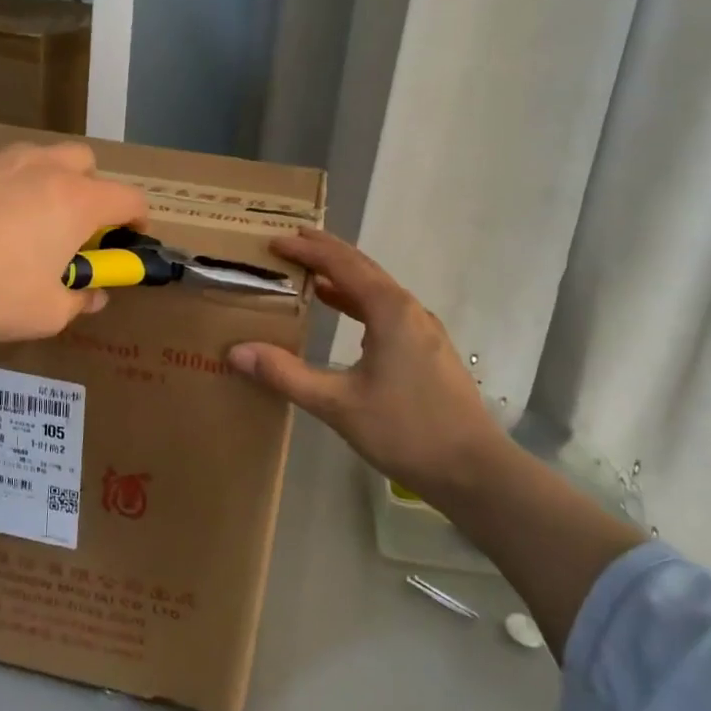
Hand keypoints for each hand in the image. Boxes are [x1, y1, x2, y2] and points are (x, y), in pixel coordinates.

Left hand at [0, 140, 147, 343]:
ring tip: (22, 222)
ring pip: (37, 157)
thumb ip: (80, 300)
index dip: (138, 219)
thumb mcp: (46, 314)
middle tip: (74, 228)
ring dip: (45, 183)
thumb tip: (91, 294)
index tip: (130, 239)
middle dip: (91, 190)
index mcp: (76, 201)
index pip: (130, 198)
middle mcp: (42, 168)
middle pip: (85, 162)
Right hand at [227, 229, 508, 505]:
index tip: (275, 242)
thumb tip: (237, 352)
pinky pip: (386, 310)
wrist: (473, 469)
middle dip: (326, 253)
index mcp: (389, 310)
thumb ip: (286, 375)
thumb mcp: (338, 404)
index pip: (342, 264)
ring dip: (343, 278)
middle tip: (290, 243)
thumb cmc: (405, 430)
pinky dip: (358, 302)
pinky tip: (344, 315)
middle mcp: (408, 309)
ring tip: (310, 274)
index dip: (307, 250)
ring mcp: (422, 329)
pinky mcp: (427, 349)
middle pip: (362, 268)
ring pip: (376, 290)